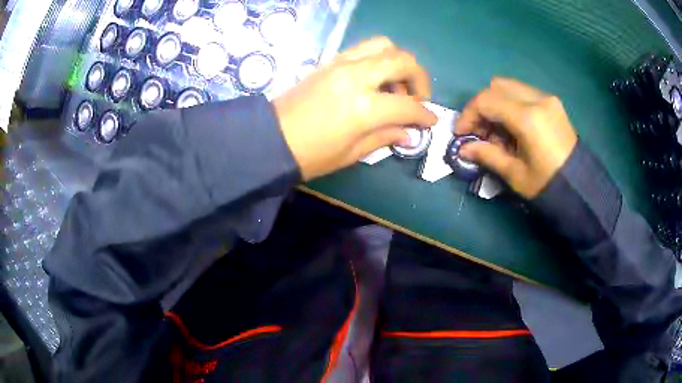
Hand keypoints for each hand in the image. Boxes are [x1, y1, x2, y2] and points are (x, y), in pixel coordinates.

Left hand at [273, 37, 436, 180]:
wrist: (270, 139)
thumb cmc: (311, 155)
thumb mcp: (352, 153)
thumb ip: (385, 136)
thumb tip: (410, 133)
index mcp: (363, 107)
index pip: (408, 105)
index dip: (424, 115)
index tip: (430, 121)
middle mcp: (356, 77)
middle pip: (402, 60)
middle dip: (419, 78)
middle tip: (416, 98)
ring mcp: (341, 64)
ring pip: (384, 45)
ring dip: (398, 63)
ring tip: (395, 86)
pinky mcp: (330, 61)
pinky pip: (363, 49)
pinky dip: (379, 59)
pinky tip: (375, 80)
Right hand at [455, 78, 577, 198]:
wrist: (580, 188)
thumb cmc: (548, 185)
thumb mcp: (515, 174)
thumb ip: (487, 155)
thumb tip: (463, 149)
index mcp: (528, 118)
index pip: (486, 101)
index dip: (468, 114)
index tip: (461, 133)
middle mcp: (537, 100)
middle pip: (496, 86)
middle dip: (482, 106)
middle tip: (479, 130)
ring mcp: (547, 98)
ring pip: (509, 87)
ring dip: (496, 104)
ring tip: (497, 132)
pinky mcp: (552, 103)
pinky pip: (523, 93)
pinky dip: (511, 105)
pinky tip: (513, 127)